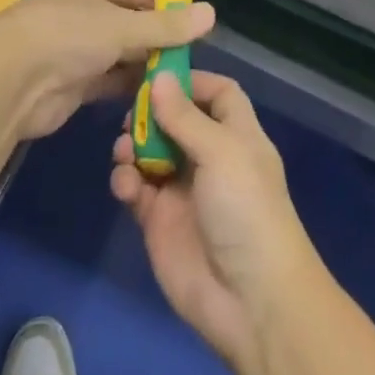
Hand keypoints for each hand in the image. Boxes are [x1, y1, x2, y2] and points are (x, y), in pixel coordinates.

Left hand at [0, 0, 213, 141]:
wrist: (9, 85)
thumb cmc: (67, 35)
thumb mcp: (122, 26)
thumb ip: (166, 25)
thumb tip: (211, 13)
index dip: (163, 3)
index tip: (192, 21)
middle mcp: (79, 9)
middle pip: (127, 20)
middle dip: (156, 38)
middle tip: (190, 56)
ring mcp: (71, 47)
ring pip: (117, 52)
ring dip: (143, 64)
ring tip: (179, 79)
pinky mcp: (69, 82)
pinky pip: (106, 80)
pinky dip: (127, 87)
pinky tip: (155, 97)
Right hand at [109, 71, 319, 369]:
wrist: (250, 300)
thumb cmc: (246, 210)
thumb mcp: (221, 153)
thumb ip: (185, 116)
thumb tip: (160, 76)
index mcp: (236, 135)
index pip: (218, 94)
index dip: (192, 81)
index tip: (159, 73)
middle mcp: (210, 156)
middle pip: (177, 119)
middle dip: (152, 112)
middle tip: (131, 112)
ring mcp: (183, 189)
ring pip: (151, 152)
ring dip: (134, 144)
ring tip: (124, 148)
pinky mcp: (160, 222)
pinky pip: (137, 189)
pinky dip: (126, 181)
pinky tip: (126, 184)